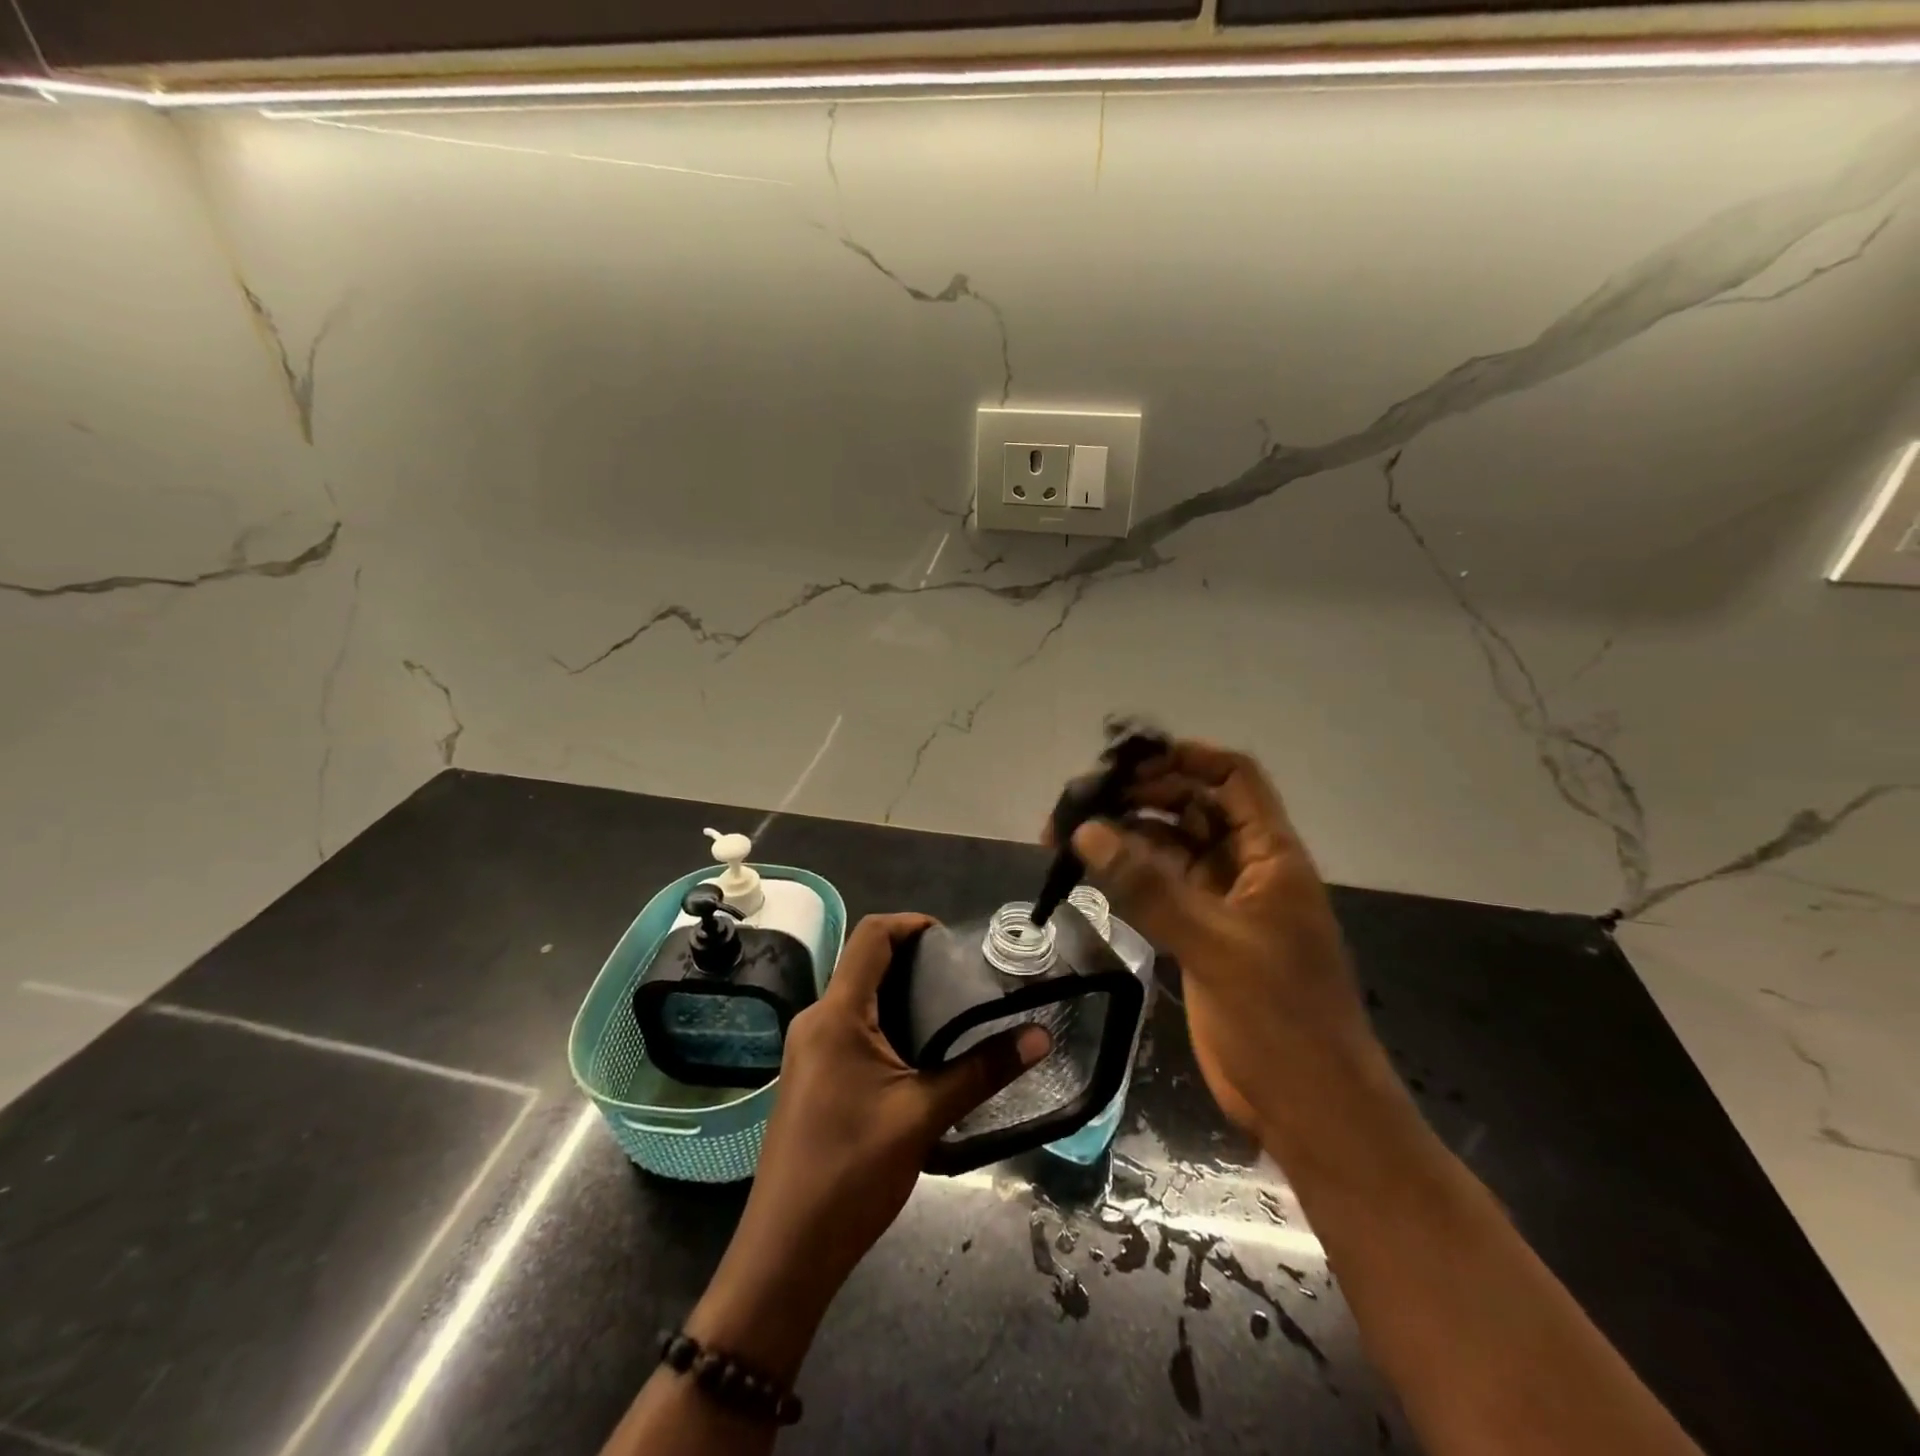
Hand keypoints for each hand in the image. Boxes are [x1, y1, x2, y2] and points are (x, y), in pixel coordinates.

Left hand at [687, 913, 1049, 1381]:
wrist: (786, 1251)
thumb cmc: (852, 1172)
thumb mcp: (924, 1116)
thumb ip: (982, 1071)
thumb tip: (1040, 1037)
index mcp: (836, 1014)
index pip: (871, 936)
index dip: (912, 923)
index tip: (953, 940)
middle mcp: (815, 1020)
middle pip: (865, 964)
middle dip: (914, 962)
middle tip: (963, 979)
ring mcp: (808, 1050)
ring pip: (859, 999)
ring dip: (902, 996)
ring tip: (951, 1013)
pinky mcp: (811, 1076)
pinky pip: (850, 1029)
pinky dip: (886, 1024)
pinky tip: (920, 1054)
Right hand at [1064, 741, 1382, 1148]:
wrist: (1311, 1109)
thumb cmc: (1281, 1019)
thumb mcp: (1215, 945)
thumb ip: (1149, 888)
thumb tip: (1086, 832)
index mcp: (1271, 857)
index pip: (1234, 780)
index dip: (1188, 758)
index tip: (1130, 759)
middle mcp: (1246, 869)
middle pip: (1193, 809)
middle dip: (1141, 797)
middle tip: (1081, 801)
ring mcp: (1221, 905)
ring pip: (1170, 849)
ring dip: (1126, 837)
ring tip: (1067, 834)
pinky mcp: (1200, 938)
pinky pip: (1160, 890)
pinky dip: (1127, 877)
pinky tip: (1089, 873)